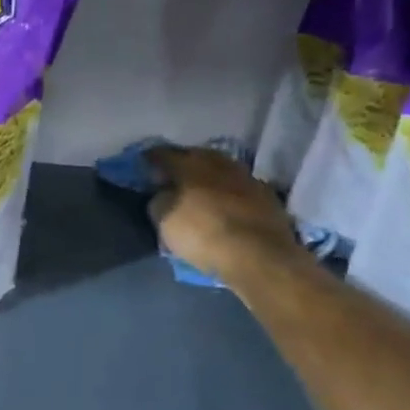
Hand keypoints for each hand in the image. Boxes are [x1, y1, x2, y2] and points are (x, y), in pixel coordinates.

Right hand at [146, 145, 302, 287]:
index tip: (143, 166)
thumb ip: (158, 199)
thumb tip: (162, 192)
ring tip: (199, 191)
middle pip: (195, 156)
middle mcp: (219, 163)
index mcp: (190, 164)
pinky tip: (224, 206)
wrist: (258, 255)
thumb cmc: (202, 234)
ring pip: (220, 170)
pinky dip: (228, 194)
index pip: (163, 154)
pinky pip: (238, 188)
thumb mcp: (163, 220)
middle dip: (182, 164)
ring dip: (208, 178)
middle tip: (171, 177)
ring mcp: (246, 177)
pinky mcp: (267, 196)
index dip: (150, 159)